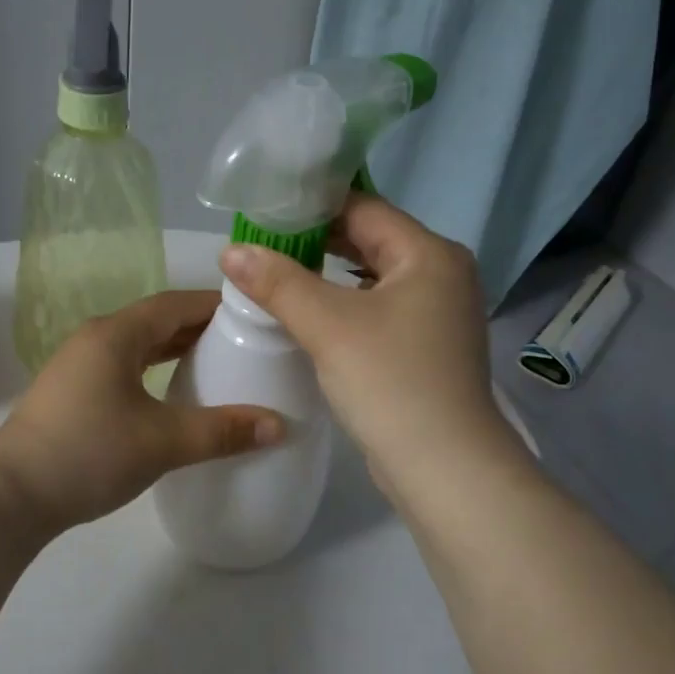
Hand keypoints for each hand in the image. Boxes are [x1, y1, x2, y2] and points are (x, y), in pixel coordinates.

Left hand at [0, 291, 283, 528]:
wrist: (10, 495)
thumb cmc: (89, 453)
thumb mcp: (163, 441)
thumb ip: (223, 431)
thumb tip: (280, 425)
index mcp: (116, 334)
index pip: (176, 303)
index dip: (216, 305)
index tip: (255, 315)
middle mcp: (95, 339)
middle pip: (156, 321)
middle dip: (199, 327)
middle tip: (244, 342)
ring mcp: (78, 366)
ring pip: (137, 346)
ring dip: (174, 350)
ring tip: (215, 365)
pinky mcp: (71, 394)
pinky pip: (123, 368)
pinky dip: (153, 371)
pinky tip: (170, 395)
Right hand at [219, 196, 514, 495]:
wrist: (443, 466)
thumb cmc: (390, 382)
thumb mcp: (327, 326)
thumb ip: (278, 282)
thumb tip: (231, 250)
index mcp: (430, 254)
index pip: (364, 208)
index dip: (312, 206)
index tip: (264, 212)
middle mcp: (443, 274)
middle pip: (372, 240)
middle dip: (318, 241)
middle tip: (264, 243)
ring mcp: (441, 312)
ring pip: (376, 277)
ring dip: (331, 275)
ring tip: (280, 274)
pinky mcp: (430, 345)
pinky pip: (383, 308)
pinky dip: (349, 304)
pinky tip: (315, 315)